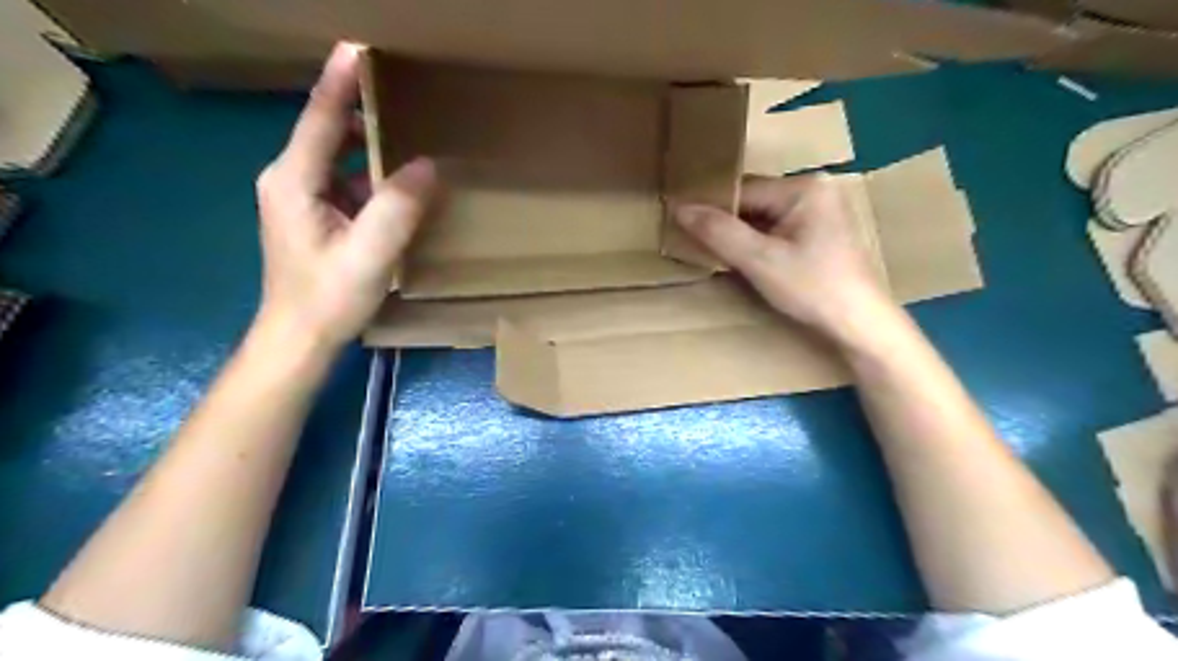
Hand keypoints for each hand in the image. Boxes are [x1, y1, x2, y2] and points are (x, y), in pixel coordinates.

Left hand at [253, 43, 434, 354]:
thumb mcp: (370, 254)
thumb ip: (398, 207)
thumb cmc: (328, 297)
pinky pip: (345, 183)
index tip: (360, 47)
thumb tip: (428, 165)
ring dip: (369, 146)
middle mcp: (289, 180)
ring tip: (409, 135)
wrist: (299, 338)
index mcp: (293, 180)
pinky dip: (370, 177)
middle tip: (403, 97)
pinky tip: (399, 186)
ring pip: (338, 158)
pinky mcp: (313, 217)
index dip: (340, 81)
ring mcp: (299, 199)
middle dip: (361, 111)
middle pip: (326, 131)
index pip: (318, 117)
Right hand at [673, 172, 894, 346]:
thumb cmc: (812, 288)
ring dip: (740, 235)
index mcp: (804, 186)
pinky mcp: (821, 231)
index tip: (681, 227)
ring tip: (716, 254)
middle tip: (696, 245)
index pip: (742, 191)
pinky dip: (758, 243)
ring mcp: (821, 210)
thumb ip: (718, 232)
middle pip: (753, 202)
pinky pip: (777, 229)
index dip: (711, 210)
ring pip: (763, 217)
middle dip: (726, 224)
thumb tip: (679, 207)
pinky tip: (745, 261)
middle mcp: (815, 189)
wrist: (859, 324)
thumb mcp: (760, 261)